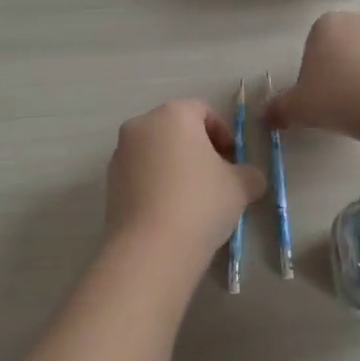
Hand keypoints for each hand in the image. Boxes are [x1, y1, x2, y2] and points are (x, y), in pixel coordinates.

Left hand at [105, 101, 265, 260]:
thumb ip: (249, 174)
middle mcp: (142, 125)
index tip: (232, 160)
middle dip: (197, 149)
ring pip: (155, 152)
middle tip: (216, 177)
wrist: (151, 249)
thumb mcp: (240, 186)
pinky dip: (156, 184)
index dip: (223, 133)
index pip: (203, 111)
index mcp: (174, 114)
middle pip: (176, 129)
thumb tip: (250, 178)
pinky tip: (170, 212)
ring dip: (174, 167)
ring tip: (192, 199)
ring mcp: (120, 154)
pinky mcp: (109, 183)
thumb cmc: (200, 203)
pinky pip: (140, 174)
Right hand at [262, 12, 359, 135]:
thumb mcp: (298, 107)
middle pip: (345, 50)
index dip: (313, 74)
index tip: (318, 98)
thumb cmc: (335, 96)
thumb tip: (264, 116)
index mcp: (327, 24)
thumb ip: (279, 108)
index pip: (314, 47)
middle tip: (340, 106)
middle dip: (342, 74)